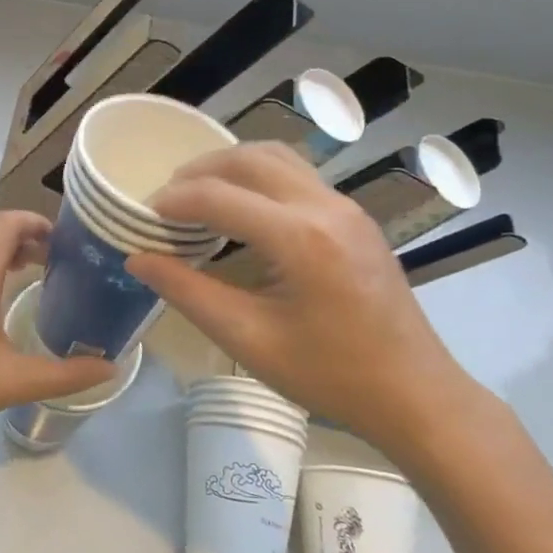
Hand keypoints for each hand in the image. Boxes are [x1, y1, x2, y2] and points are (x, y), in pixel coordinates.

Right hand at [127, 143, 474, 453]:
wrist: (415, 395)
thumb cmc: (330, 375)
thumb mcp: (247, 339)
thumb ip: (187, 292)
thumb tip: (137, 258)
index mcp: (300, 238)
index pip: (218, 196)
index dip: (172, 201)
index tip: (141, 217)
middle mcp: (326, 207)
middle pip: (249, 159)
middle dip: (199, 171)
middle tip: (166, 201)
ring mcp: (347, 208)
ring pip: (277, 158)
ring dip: (231, 167)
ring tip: (199, 197)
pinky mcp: (355, 218)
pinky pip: (298, 175)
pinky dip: (259, 178)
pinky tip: (242, 211)